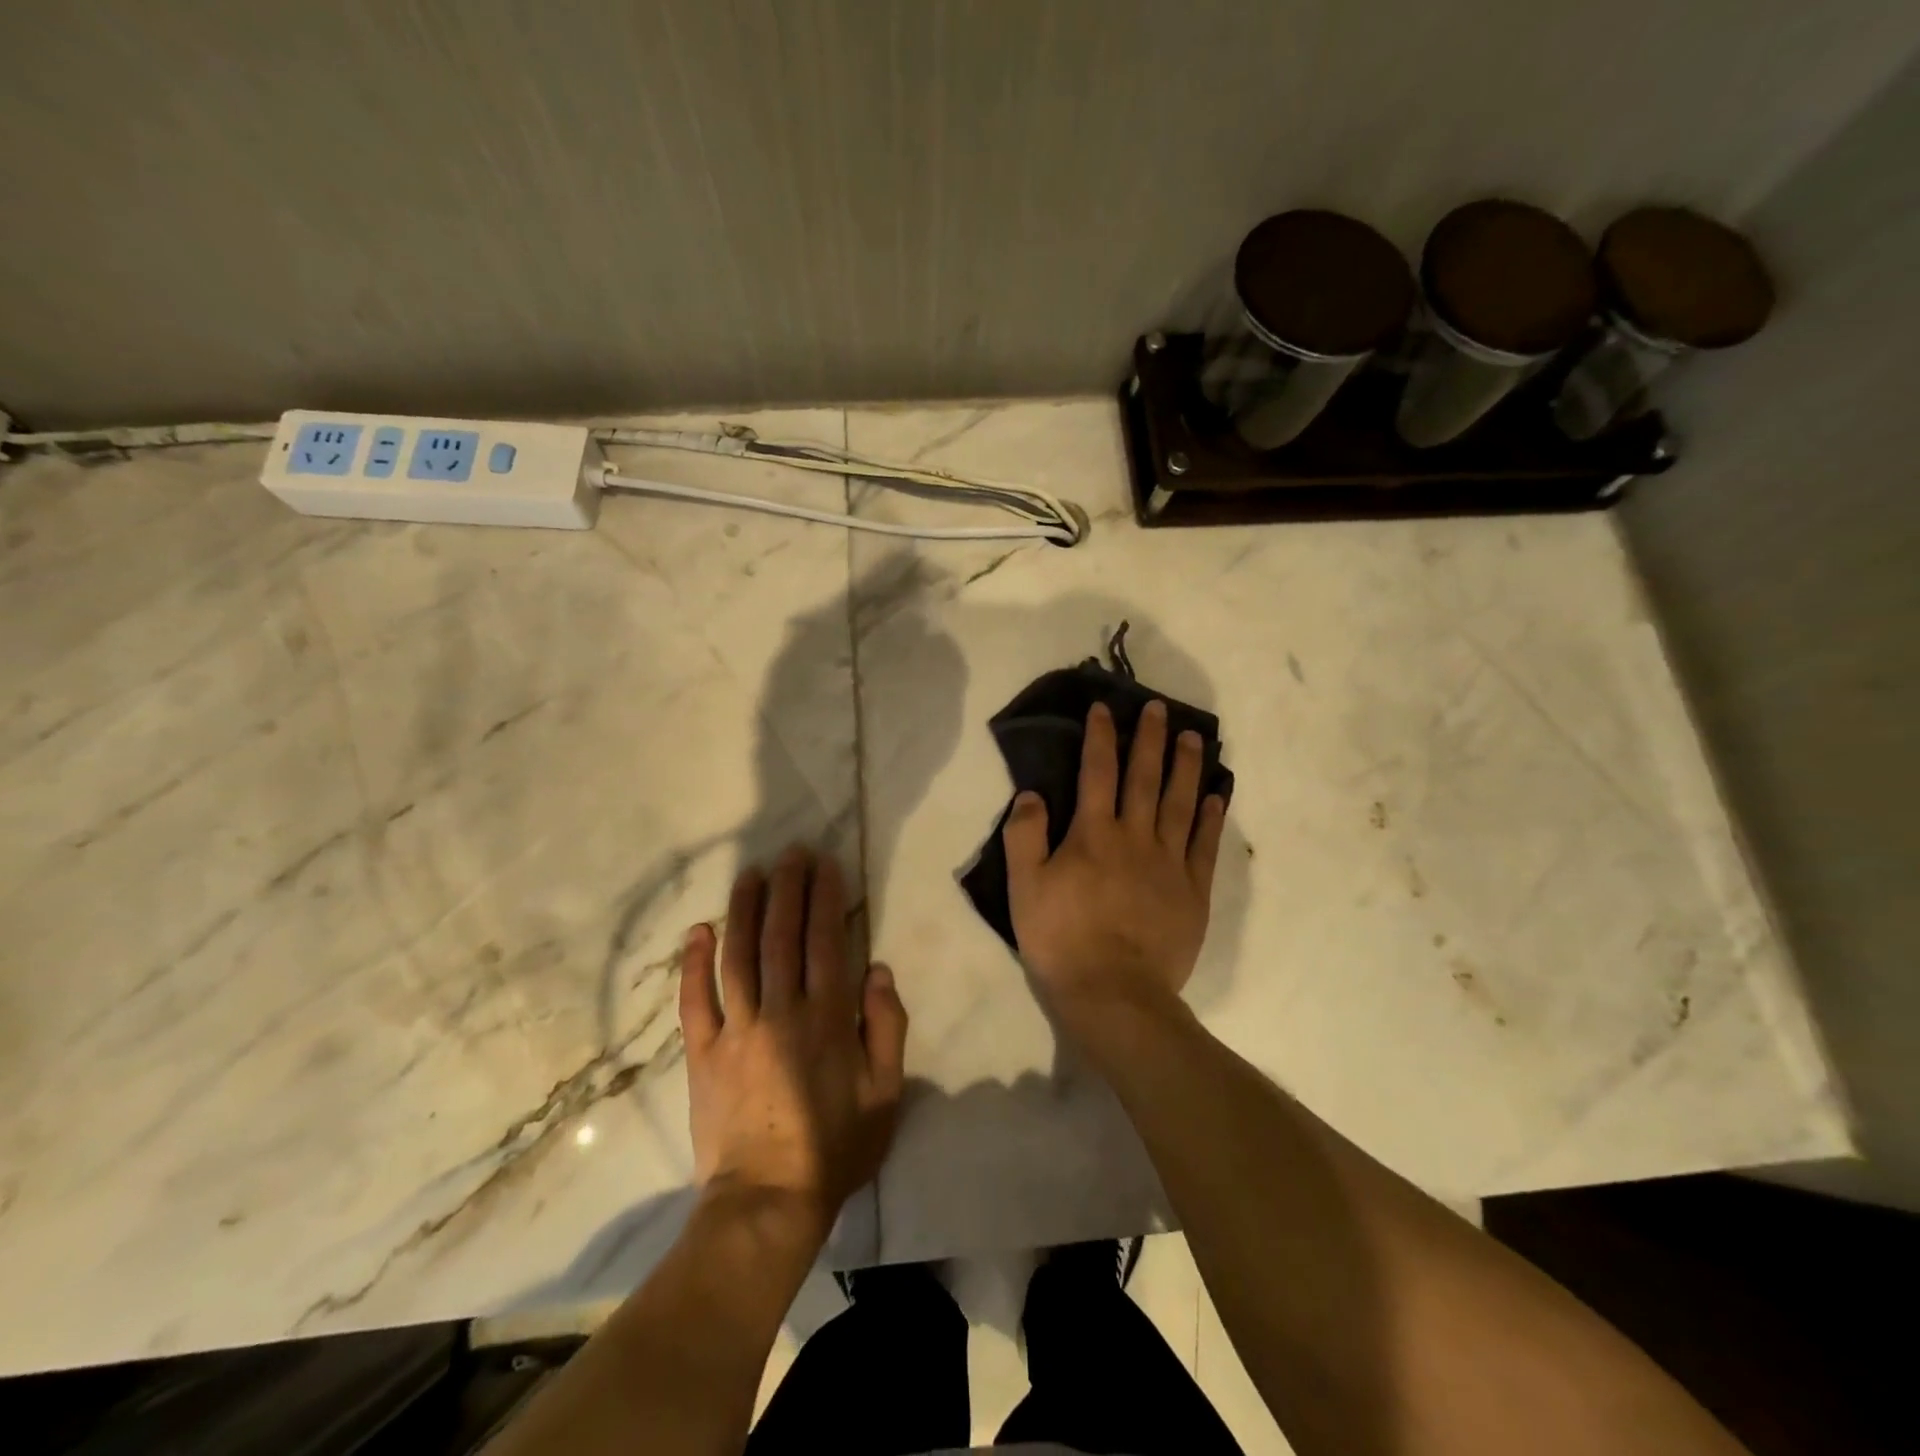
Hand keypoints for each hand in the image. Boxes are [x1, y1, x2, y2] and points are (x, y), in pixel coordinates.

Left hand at [678, 847, 908, 1238]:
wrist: (766, 1202)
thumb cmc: (835, 1147)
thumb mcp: (886, 1093)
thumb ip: (886, 1026)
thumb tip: (877, 968)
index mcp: (827, 1018)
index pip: (826, 941)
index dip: (826, 898)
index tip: (826, 864)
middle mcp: (781, 1011)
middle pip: (782, 936)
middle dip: (788, 888)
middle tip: (791, 852)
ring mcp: (736, 1030)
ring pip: (739, 956)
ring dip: (744, 909)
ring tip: (751, 873)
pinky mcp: (703, 1053)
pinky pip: (695, 1000)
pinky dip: (694, 963)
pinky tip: (698, 930)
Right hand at [1003, 699, 1225, 1029]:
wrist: (1114, 993)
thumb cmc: (1061, 939)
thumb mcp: (1024, 888)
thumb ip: (1025, 836)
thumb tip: (1032, 793)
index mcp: (1093, 834)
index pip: (1097, 772)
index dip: (1101, 737)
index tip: (1105, 708)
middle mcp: (1135, 837)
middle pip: (1145, 778)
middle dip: (1150, 739)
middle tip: (1159, 707)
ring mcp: (1169, 863)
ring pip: (1180, 803)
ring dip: (1186, 767)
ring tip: (1193, 738)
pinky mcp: (1193, 891)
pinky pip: (1205, 845)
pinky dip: (1211, 817)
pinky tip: (1217, 795)